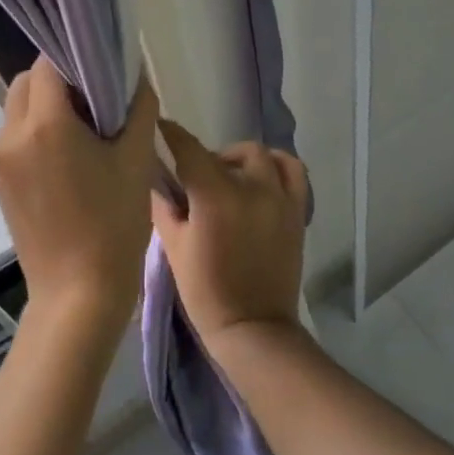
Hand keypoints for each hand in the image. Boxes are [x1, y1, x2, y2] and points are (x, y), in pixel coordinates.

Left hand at [0, 59, 159, 330]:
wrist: (78, 294)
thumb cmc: (113, 224)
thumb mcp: (136, 160)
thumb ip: (138, 108)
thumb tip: (137, 77)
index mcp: (43, 125)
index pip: (49, 64)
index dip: (77, 59)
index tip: (105, 71)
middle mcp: (11, 136)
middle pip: (27, 83)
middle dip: (59, 80)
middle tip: (98, 101)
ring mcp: (1, 162)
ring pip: (19, 110)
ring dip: (47, 107)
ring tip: (87, 132)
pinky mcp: (1, 184)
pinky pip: (17, 139)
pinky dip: (39, 133)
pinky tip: (71, 159)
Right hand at [150, 120, 308, 346]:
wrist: (253, 327)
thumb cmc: (205, 291)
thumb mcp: (174, 247)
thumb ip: (164, 206)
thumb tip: (156, 178)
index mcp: (215, 196)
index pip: (190, 149)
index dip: (172, 134)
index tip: (161, 127)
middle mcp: (251, 188)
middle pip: (228, 153)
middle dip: (208, 157)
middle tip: (195, 178)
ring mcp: (279, 198)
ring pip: (262, 156)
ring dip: (243, 159)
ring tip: (231, 176)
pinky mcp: (297, 211)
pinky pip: (293, 171)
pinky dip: (277, 166)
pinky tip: (263, 179)